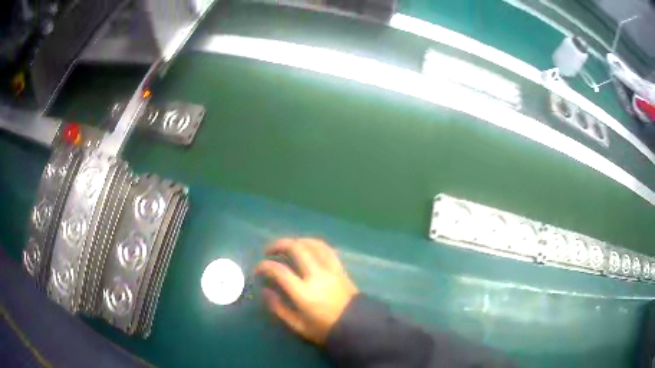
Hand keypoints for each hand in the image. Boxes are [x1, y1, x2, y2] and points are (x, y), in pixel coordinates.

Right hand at [255, 238, 358, 344]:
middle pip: (296, 249)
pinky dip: (314, 244)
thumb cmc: (325, 329)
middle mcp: (317, 276)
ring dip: (296, 241)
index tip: (258, 269)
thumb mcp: (298, 326)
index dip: (265, 266)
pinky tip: (307, 247)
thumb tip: (266, 291)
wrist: (356, 327)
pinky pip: (327, 249)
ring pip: (312, 244)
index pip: (280, 271)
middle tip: (269, 251)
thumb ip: (279, 308)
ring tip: (287, 246)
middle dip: (279, 245)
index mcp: (304, 293)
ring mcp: (330, 270)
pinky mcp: (340, 269)